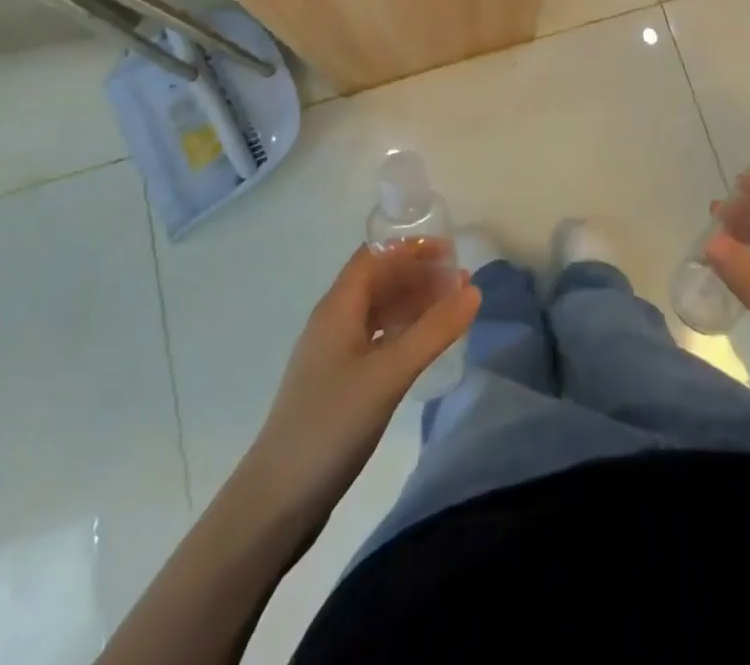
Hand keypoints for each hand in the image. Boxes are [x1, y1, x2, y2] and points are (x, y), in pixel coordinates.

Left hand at [247, 244, 479, 523]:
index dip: (410, 249)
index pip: (374, 257)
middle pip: (378, 281)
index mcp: (338, 307)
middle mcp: (333, 322)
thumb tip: (473, 290)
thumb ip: (433, 331)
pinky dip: (403, 333)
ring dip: (413, 304)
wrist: (276, 501)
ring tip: (452, 312)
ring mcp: (333, 355)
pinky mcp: (338, 384)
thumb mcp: (389, 374)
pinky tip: (423, 348)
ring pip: (378, 312)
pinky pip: (376, 340)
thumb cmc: (331, 425)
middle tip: (461, 285)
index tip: (450, 253)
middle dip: (418, 276)